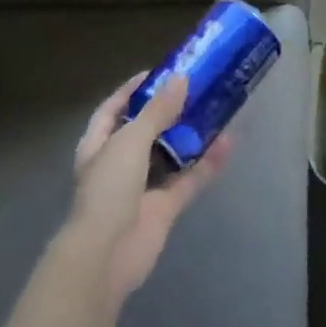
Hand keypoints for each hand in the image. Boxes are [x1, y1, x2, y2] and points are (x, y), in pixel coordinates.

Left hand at [68, 72, 231, 303]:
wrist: (108, 254)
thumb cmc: (109, 189)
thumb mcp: (130, 140)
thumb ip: (157, 111)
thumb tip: (181, 79)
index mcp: (98, 146)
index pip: (112, 110)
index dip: (131, 91)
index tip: (158, 72)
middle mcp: (118, 164)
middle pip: (145, 131)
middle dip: (167, 111)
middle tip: (195, 89)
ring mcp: (142, 188)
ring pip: (170, 154)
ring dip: (190, 135)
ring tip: (214, 109)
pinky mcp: (165, 207)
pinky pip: (189, 179)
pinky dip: (207, 163)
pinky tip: (227, 143)